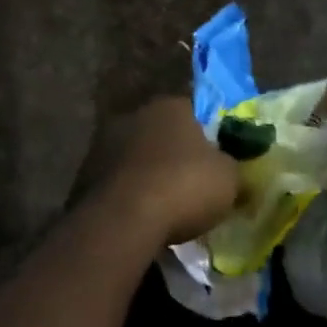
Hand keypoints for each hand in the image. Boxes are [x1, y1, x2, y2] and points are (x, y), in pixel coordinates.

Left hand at [81, 97, 240, 244]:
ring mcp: (104, 142)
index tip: (217, 161)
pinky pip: (117, 181)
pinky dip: (128, 194)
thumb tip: (242, 175)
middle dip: (176, 154)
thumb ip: (237, 171)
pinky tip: (139, 217)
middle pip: (163, 132)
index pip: (196, 112)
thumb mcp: (230, 180)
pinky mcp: (84, 173)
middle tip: (192, 183)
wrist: (122, 220)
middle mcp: (135, 115)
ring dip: (148, 173)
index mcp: (171, 106)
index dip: (210, 136)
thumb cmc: (183, 187)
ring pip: (137, 156)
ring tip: (164, 205)